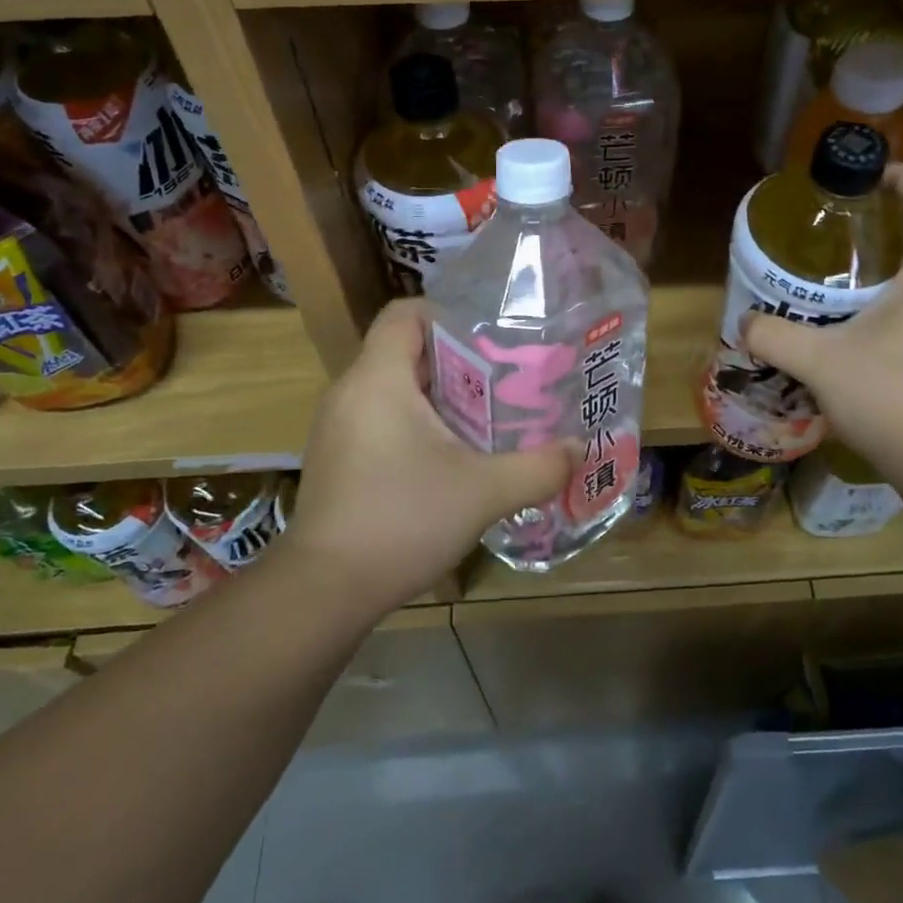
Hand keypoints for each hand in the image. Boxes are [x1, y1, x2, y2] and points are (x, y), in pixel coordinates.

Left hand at [284, 299, 572, 613]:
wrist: (325, 589)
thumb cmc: (403, 520)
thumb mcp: (484, 492)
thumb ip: (538, 467)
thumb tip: (577, 450)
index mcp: (378, 378)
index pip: (405, 313)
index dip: (448, 313)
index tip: (492, 336)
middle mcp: (350, 392)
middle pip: (407, 351)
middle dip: (459, 361)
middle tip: (506, 380)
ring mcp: (337, 427)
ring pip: (395, 389)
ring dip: (440, 397)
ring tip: (488, 418)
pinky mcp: (337, 459)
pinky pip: (381, 420)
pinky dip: (417, 425)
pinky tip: (452, 459)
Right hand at [743, 163, 902, 471]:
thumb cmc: (891, 399)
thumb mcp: (819, 363)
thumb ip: (774, 336)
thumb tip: (745, 323)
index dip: (902, 175)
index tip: (866, 179)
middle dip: (887, 230)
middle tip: (838, 244)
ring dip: (896, 274)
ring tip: (848, 293)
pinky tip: (874, 340)